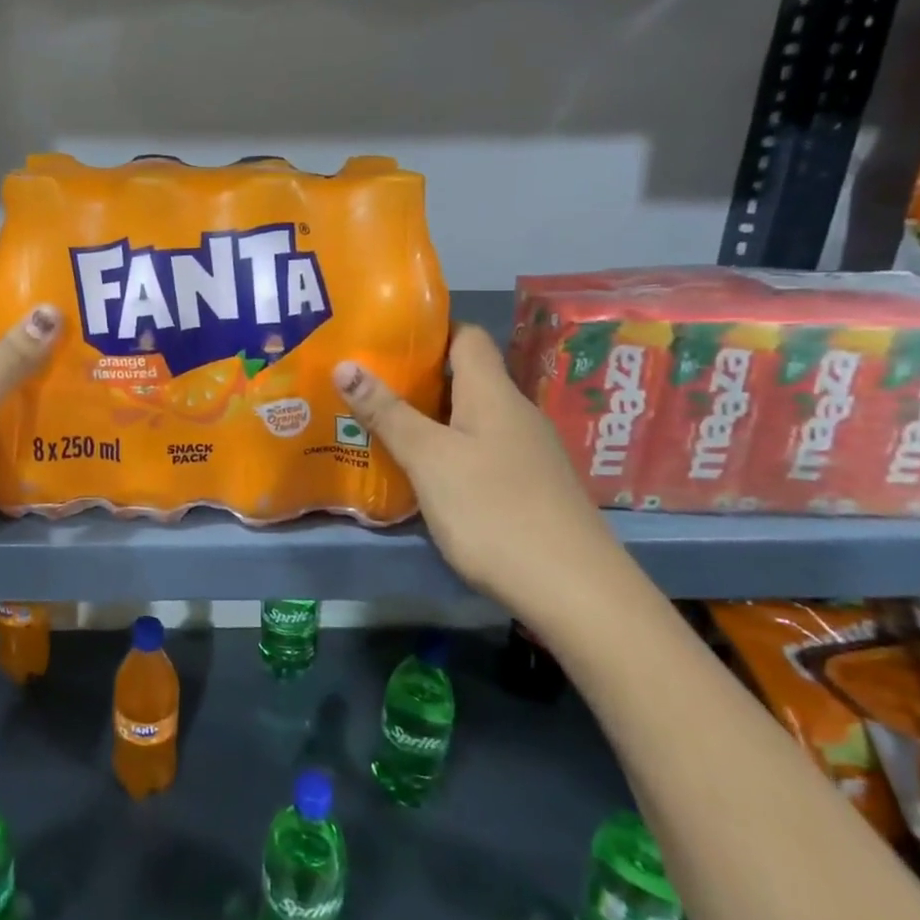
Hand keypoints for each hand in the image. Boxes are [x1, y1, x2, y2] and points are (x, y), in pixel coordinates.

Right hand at [333, 325, 624, 607]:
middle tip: (364, 382)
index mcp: (493, 393)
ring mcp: (526, 452)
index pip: (465, 335)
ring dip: (428, 416)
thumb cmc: (494, 510)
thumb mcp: (429, 459)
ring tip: (379, 423)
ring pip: (470, 417)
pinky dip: (447, 450)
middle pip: (464, 377)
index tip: (382, 334)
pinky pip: (479, 450)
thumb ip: (387, 412)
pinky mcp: (529, 487)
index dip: (428, 328)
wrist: (575, 591)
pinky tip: (421, 472)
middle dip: (415, 376)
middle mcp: (514, 413)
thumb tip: (344, 363)